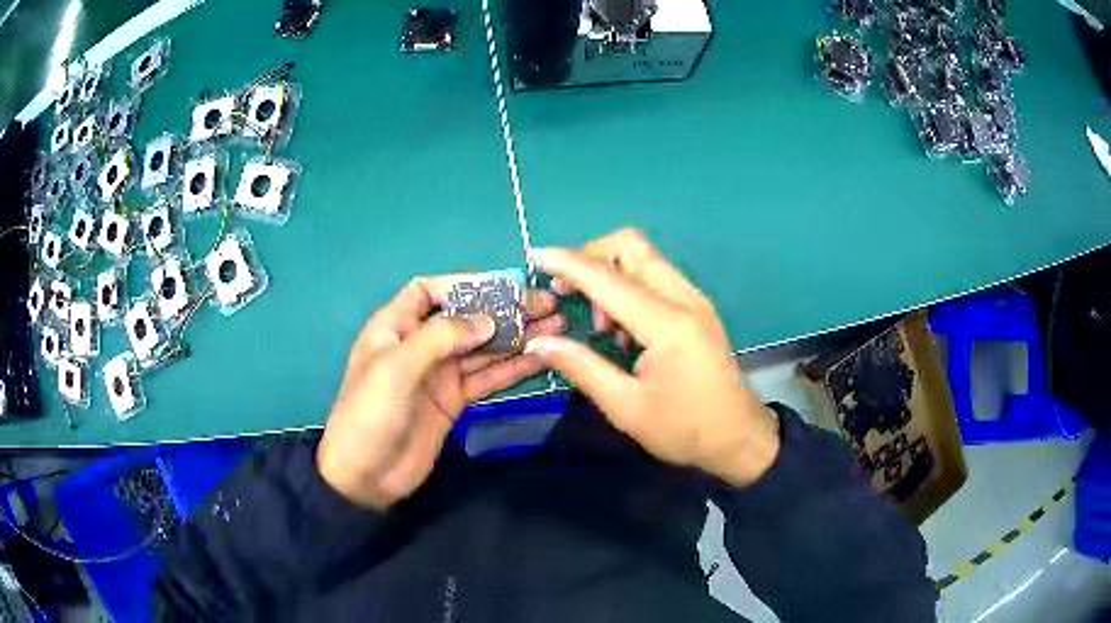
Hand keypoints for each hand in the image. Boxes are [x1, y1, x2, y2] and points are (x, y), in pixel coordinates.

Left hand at [317, 276, 563, 509]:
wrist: (365, 477)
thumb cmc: (370, 414)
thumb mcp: (396, 368)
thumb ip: (440, 338)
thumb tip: (487, 320)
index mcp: (395, 327)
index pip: (429, 291)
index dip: (463, 284)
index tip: (503, 288)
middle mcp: (419, 345)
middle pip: (465, 318)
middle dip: (502, 310)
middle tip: (546, 304)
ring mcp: (439, 374)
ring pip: (482, 347)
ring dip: (516, 337)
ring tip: (554, 325)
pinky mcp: (454, 401)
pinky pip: (486, 378)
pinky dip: (512, 368)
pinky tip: (539, 359)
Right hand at [526, 229, 778, 486]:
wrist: (738, 436)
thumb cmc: (683, 429)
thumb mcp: (626, 407)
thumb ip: (581, 367)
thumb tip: (538, 343)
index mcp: (667, 324)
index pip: (608, 278)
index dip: (568, 263)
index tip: (536, 256)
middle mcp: (684, 299)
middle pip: (632, 246)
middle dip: (592, 257)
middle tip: (569, 294)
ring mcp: (695, 300)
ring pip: (644, 257)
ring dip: (611, 275)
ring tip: (601, 325)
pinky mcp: (697, 307)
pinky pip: (656, 276)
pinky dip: (629, 287)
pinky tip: (624, 329)